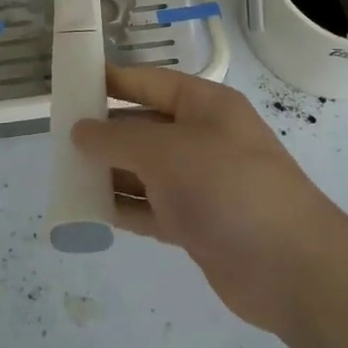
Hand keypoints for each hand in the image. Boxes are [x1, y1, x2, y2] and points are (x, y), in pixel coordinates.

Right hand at [72, 66, 347, 334]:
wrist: (290, 266)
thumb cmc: (227, 187)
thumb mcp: (166, 151)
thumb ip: (118, 139)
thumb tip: (81, 130)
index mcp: (204, 105)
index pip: (149, 82)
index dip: (111, 81)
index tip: (71, 83)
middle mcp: (202, 138)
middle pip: (144, 127)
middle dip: (104, 132)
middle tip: (58, 138)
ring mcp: (200, 183)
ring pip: (144, 171)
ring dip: (109, 173)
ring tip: (65, 175)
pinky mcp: (197, 224)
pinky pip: (151, 208)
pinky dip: (123, 209)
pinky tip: (89, 212)